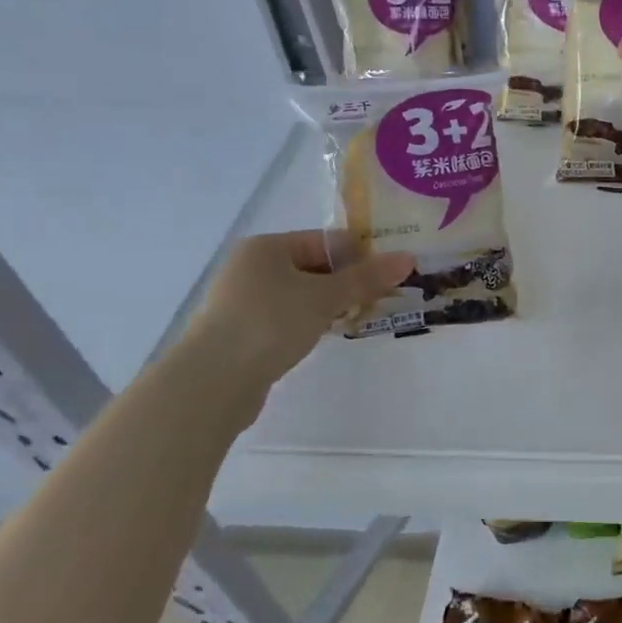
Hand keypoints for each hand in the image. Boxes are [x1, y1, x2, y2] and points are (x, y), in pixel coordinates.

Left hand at [184, 231, 412, 382]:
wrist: (213, 381)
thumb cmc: (270, 323)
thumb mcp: (325, 297)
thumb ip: (367, 278)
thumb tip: (408, 258)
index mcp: (267, 247)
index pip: (326, 241)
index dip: (360, 256)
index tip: (389, 276)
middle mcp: (252, 267)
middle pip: (314, 266)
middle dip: (348, 283)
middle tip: (381, 299)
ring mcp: (244, 300)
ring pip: (302, 294)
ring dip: (331, 304)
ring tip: (359, 319)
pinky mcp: (243, 331)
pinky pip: (287, 317)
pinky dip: (310, 322)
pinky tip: (327, 336)